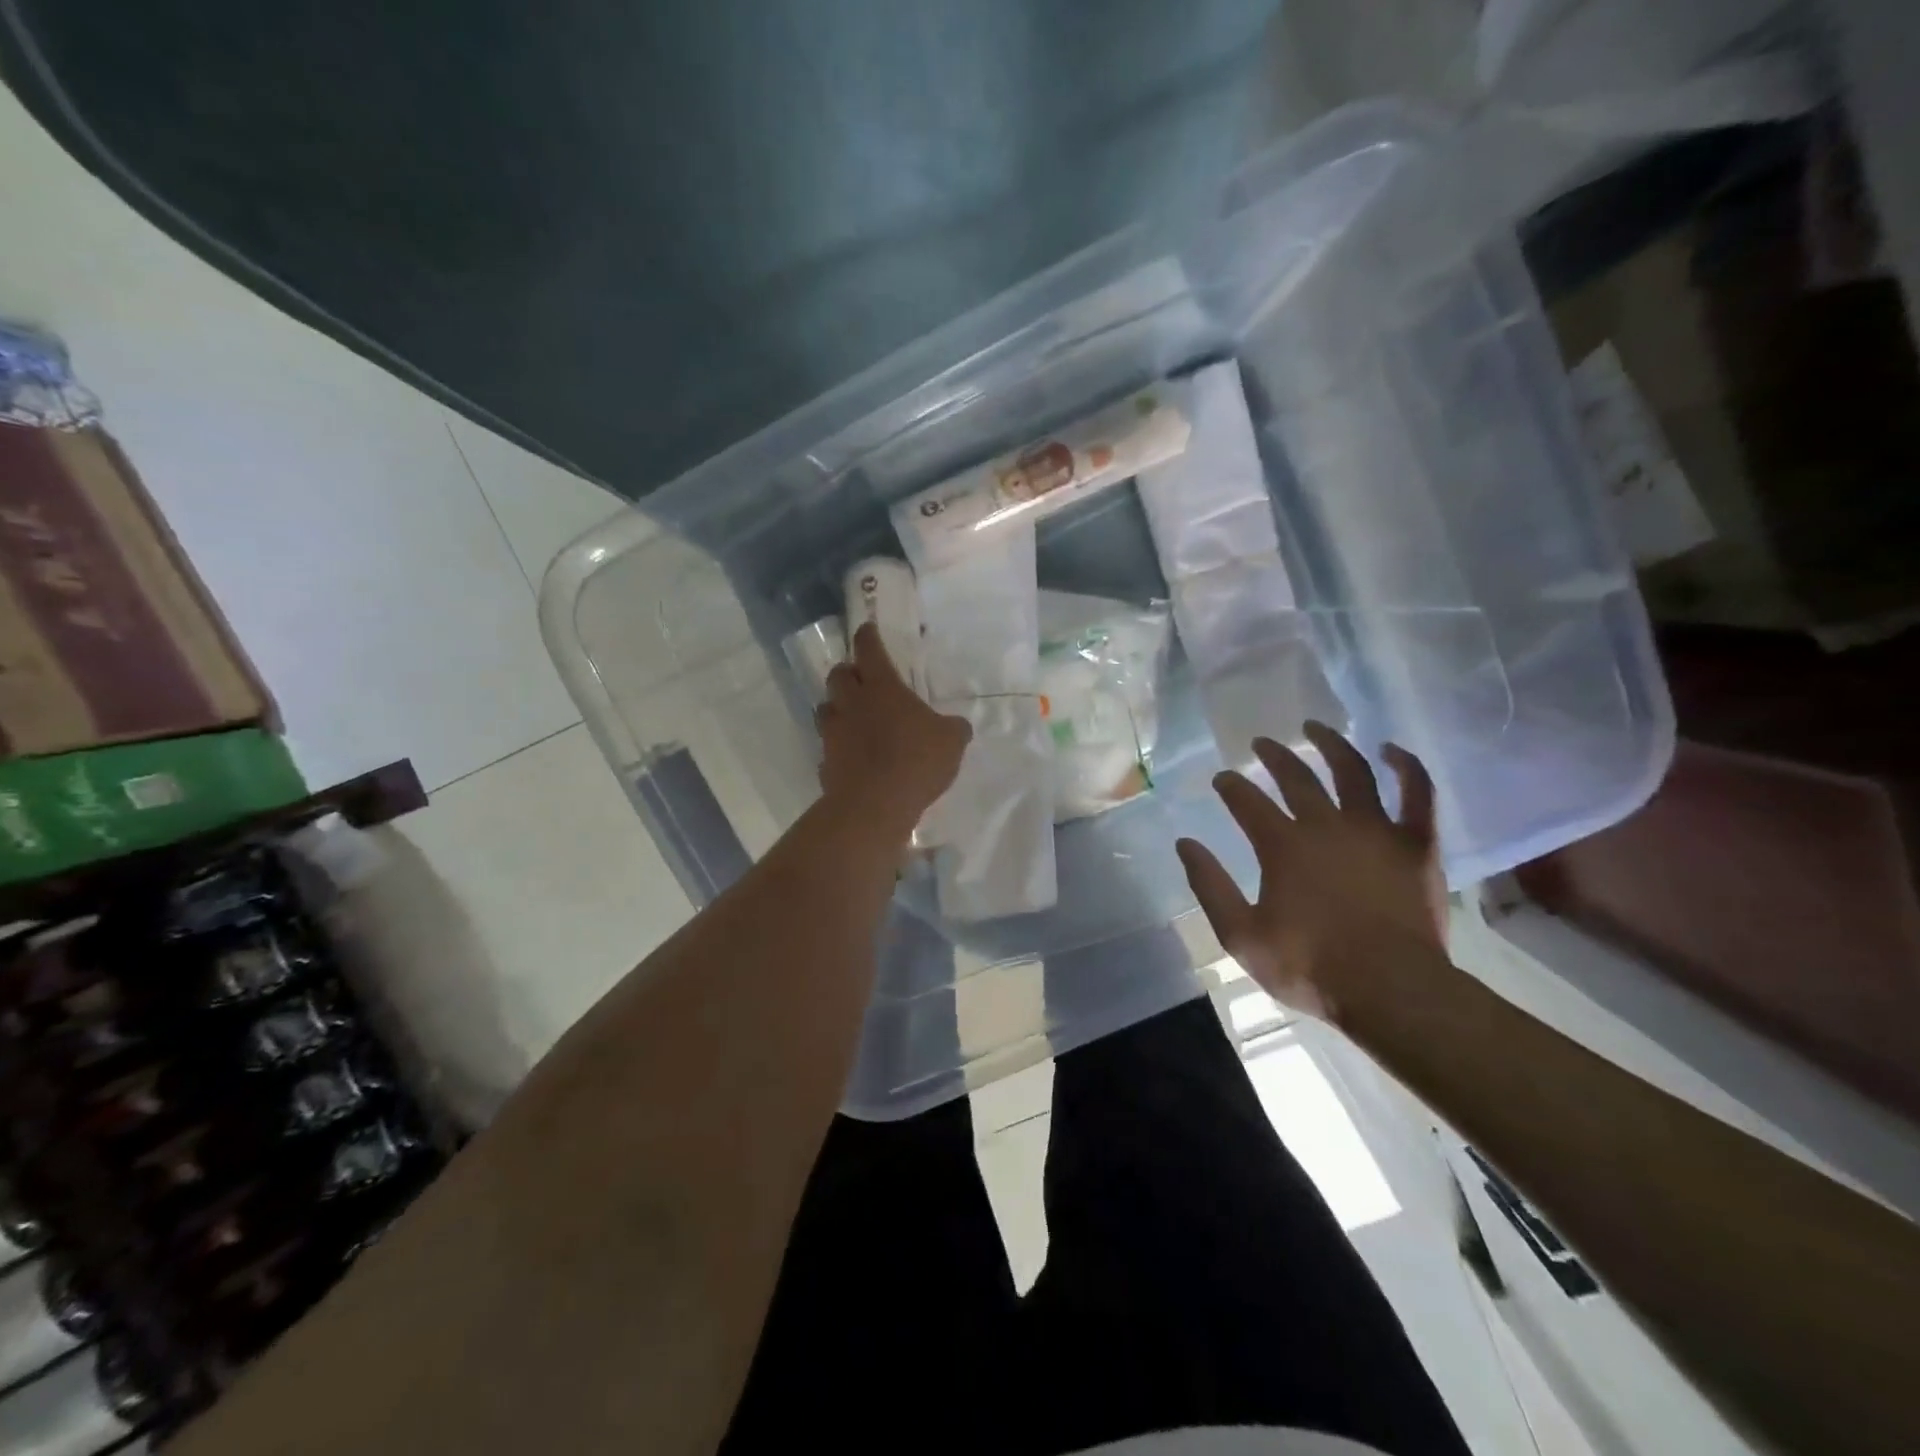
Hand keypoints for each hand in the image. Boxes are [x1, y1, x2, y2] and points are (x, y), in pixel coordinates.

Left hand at [818, 623, 970, 836]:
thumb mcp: (951, 741)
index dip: (868, 637)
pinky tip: (851, 756)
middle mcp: (852, 703)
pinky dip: (838, 746)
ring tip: (853, 717)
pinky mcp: (825, 762)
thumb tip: (957, 726)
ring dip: (837, 707)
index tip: (867, 630)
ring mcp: (833, 733)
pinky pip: (828, 746)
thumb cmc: (916, 761)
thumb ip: (953, 728)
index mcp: (882, 687)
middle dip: (847, 672)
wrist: (874, 805)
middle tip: (861, 679)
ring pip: (826, 708)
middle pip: (838, 674)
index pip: (868, 649)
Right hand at [1175, 721, 1443, 1023]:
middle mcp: (1327, 825)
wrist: (1393, 991)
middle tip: (1261, 743)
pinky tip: (1392, 750)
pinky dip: (1407, 767)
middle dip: (1274, 755)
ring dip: (1332, 744)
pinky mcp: (1416, 844)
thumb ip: (1210, 886)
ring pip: (1353, 771)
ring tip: (1316, 727)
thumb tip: (1185, 844)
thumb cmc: (1311, 966)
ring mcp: (1376, 831)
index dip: (1231, 786)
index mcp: (1283, 846)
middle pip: (1296, 777)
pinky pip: (1418, 794)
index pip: (1248, 801)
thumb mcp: (1241, 936)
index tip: (1222, 779)